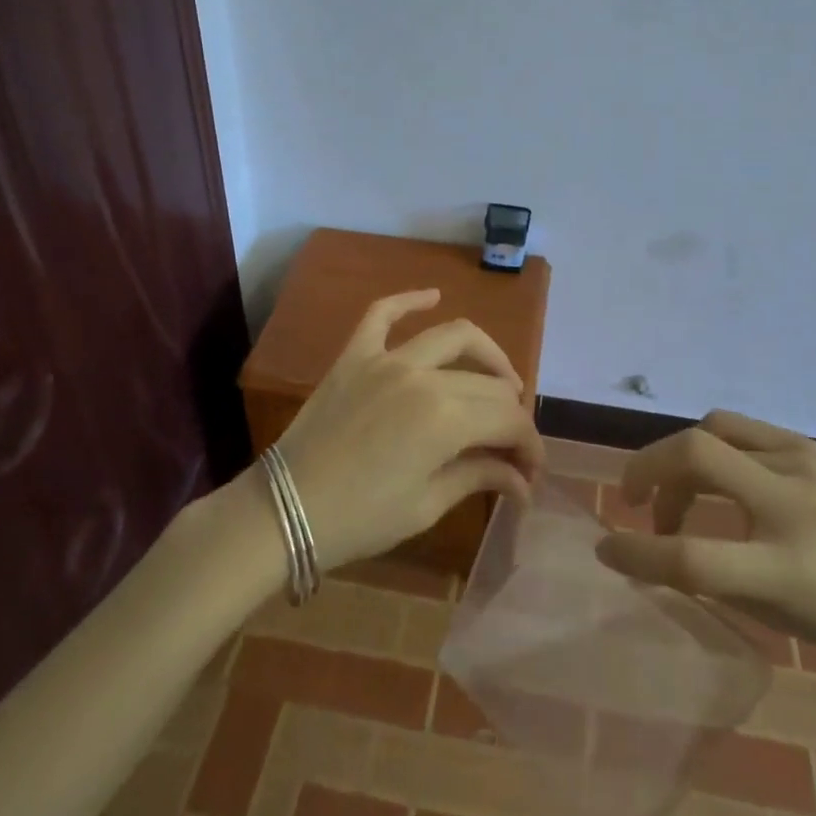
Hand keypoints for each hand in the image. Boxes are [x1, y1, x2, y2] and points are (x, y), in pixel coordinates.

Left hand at [276, 289, 545, 571]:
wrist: (284, 510)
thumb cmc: (360, 519)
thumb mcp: (426, 505)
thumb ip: (479, 477)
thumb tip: (522, 481)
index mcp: (445, 418)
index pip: (507, 419)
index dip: (529, 444)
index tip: (532, 470)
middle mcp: (422, 375)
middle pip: (487, 383)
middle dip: (512, 414)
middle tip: (515, 444)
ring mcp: (386, 358)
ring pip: (453, 336)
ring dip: (486, 355)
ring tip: (500, 379)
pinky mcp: (356, 354)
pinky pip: (383, 312)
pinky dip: (410, 300)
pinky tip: (433, 296)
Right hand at [595, 411, 815, 681]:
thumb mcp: (781, 615)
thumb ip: (717, 576)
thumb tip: (662, 543)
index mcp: (787, 569)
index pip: (693, 557)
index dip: (638, 554)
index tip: (606, 551)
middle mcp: (792, 504)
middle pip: (694, 455)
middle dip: (646, 469)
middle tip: (636, 501)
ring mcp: (803, 464)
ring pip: (711, 430)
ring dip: (677, 460)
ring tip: (679, 496)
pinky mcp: (809, 445)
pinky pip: (738, 429)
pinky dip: (711, 449)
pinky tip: (719, 478)